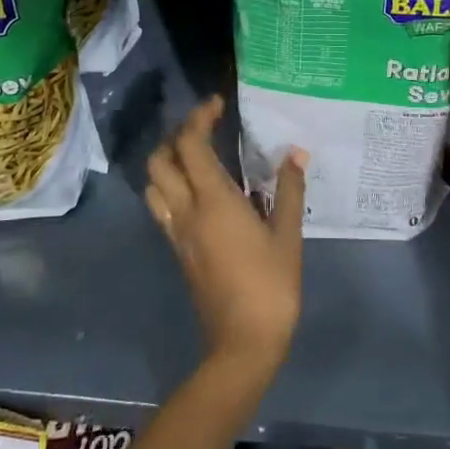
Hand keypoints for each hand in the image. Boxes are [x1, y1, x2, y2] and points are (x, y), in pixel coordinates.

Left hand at [145, 97, 304, 378]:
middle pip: (160, 160)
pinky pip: (162, 207)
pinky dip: (170, 186)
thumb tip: (295, 154)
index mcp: (213, 201)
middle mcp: (186, 210)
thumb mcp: (287, 236)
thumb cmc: (270, 287)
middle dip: (177, 136)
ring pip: (154, 184)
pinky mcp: (179, 251)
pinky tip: (198, 192)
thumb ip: (288, 191)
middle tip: (205, 129)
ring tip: (197, 157)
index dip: (198, 118)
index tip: (217, 105)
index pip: (190, 144)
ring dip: (167, 162)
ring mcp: (178, 232)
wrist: (242, 344)